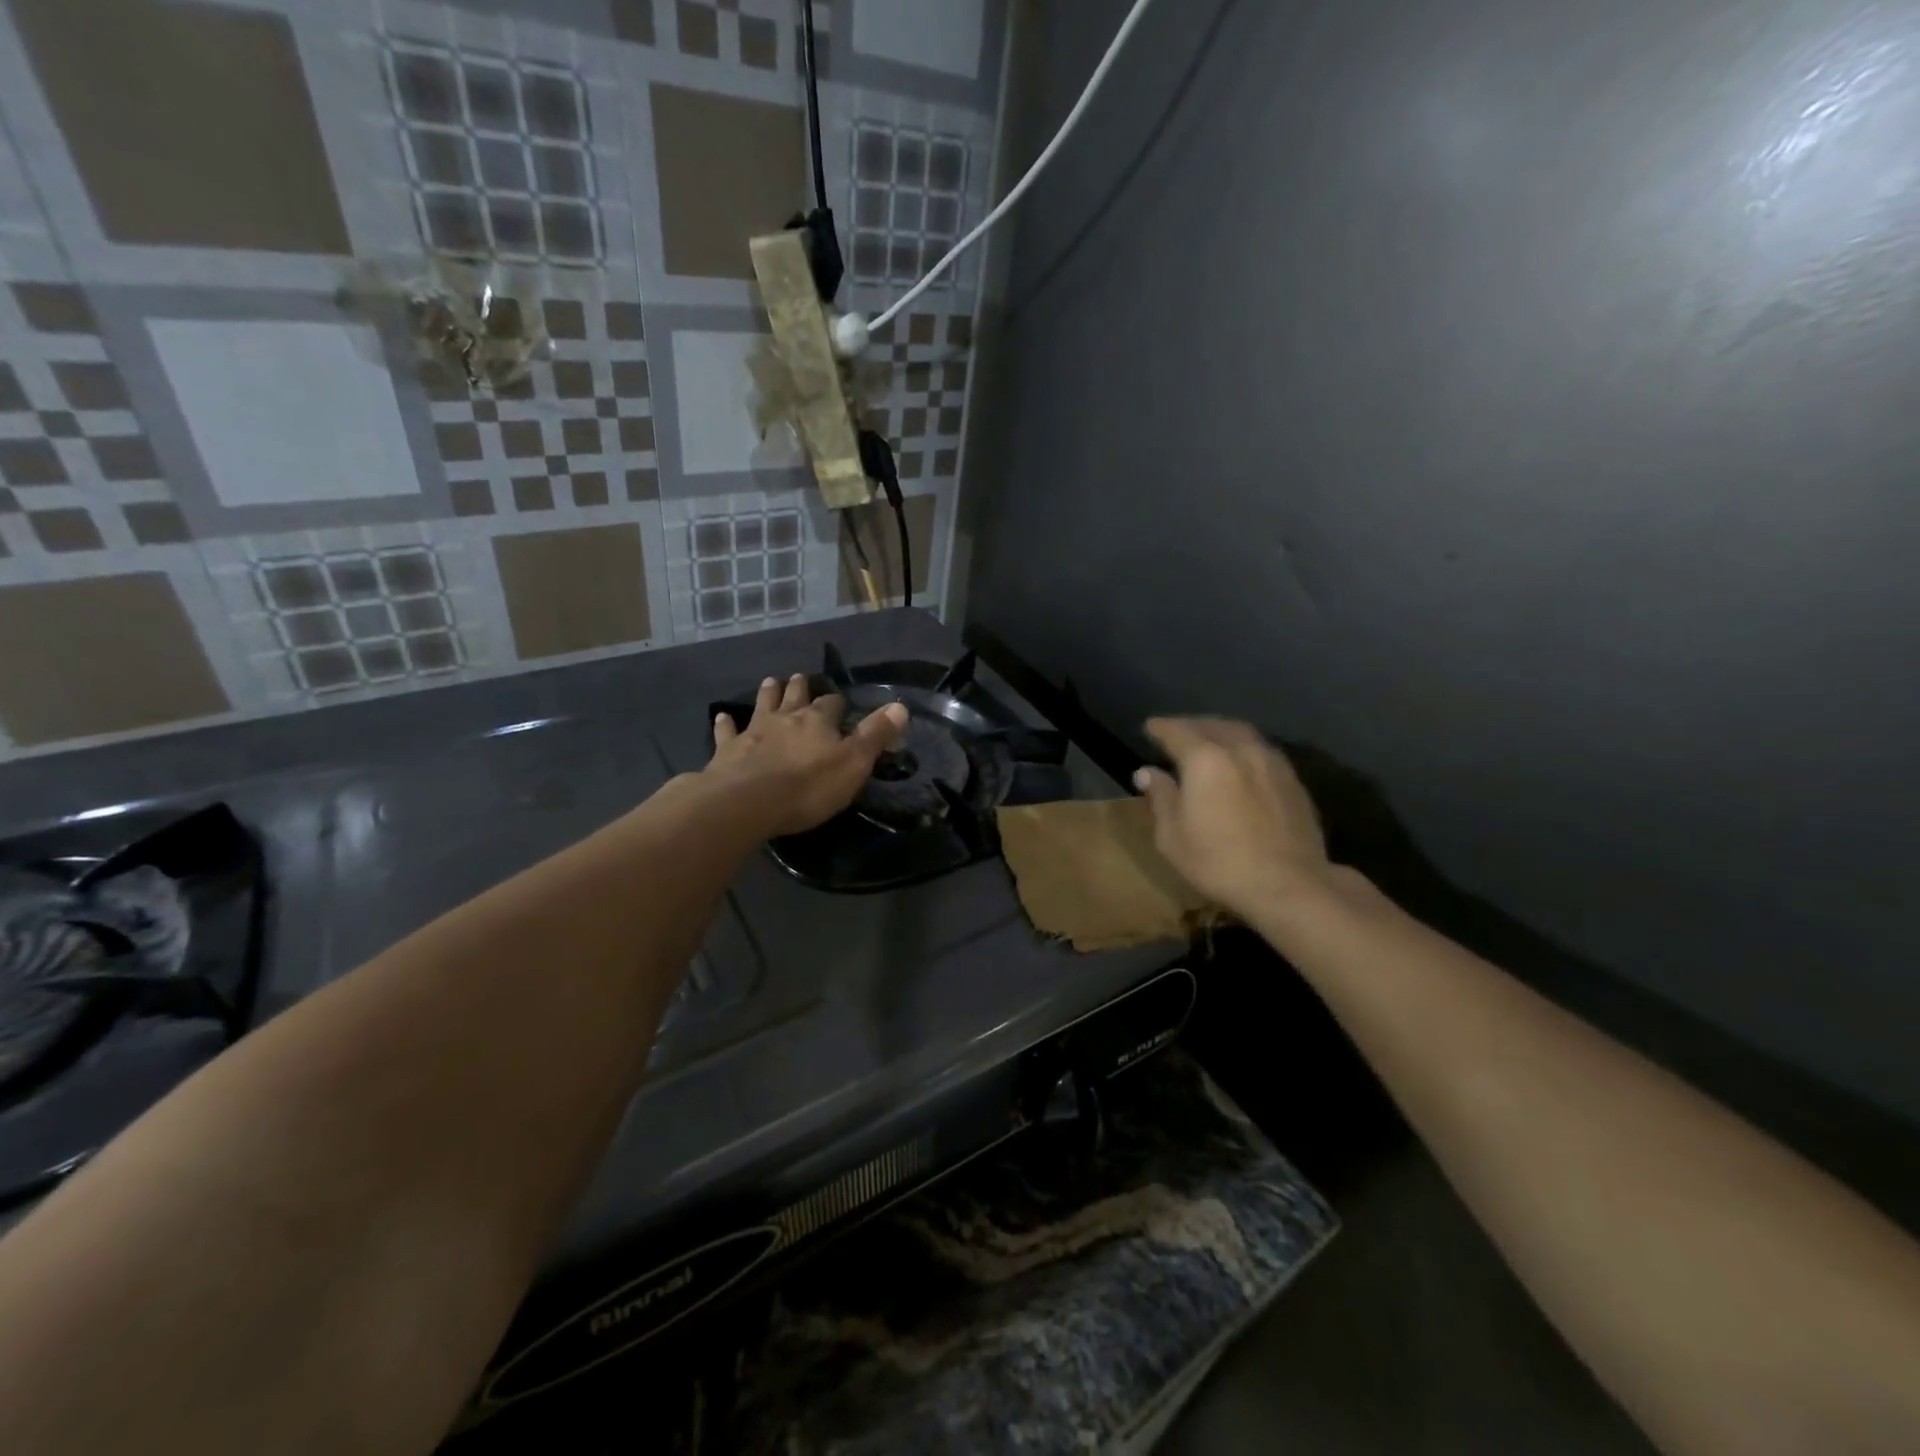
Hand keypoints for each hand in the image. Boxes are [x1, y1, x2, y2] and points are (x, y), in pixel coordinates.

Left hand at [709, 673, 907, 836]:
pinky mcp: (728, 751)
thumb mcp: (854, 763)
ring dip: (767, 694)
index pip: (832, 704)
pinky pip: (726, 732)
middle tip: (798, 677)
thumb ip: (876, 735)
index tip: (840, 702)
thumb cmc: (808, 786)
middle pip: (794, 697)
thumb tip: (901, 706)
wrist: (748, 802)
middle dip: (799, 688)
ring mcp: (754, 732)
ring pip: (762, 705)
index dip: (837, 703)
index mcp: (818, 721)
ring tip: (770, 681)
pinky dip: (725, 724)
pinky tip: (722, 716)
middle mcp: (785, 718)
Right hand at [1133, 718, 1333, 919]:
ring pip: (1242, 734)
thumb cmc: (1219, 862)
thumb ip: (1160, 797)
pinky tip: (1240, 765)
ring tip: (1209, 743)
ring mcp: (1271, 762)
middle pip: (1213, 725)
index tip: (1149, 727)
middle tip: (1177, 732)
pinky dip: (1244, 749)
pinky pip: (1261, 751)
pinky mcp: (1293, 780)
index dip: (1160, 728)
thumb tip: (1146, 772)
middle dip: (1192, 725)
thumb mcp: (1173, 836)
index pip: (1177, 731)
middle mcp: (1240, 749)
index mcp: (1205, 759)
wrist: (1288, 885)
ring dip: (1221, 733)